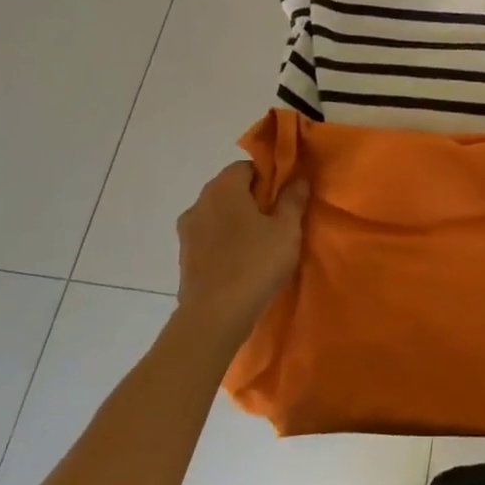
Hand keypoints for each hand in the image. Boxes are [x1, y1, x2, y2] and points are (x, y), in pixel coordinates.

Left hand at [176, 162, 307, 336]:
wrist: (213, 318)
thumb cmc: (255, 264)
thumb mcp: (287, 230)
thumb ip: (293, 199)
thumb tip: (299, 178)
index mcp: (223, 188)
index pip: (247, 166)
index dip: (270, 178)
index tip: (285, 198)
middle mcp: (200, 202)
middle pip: (231, 189)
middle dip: (254, 199)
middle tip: (278, 221)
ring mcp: (187, 230)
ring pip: (219, 214)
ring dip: (238, 221)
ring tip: (262, 244)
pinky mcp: (184, 256)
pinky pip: (210, 237)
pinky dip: (225, 241)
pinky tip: (243, 262)